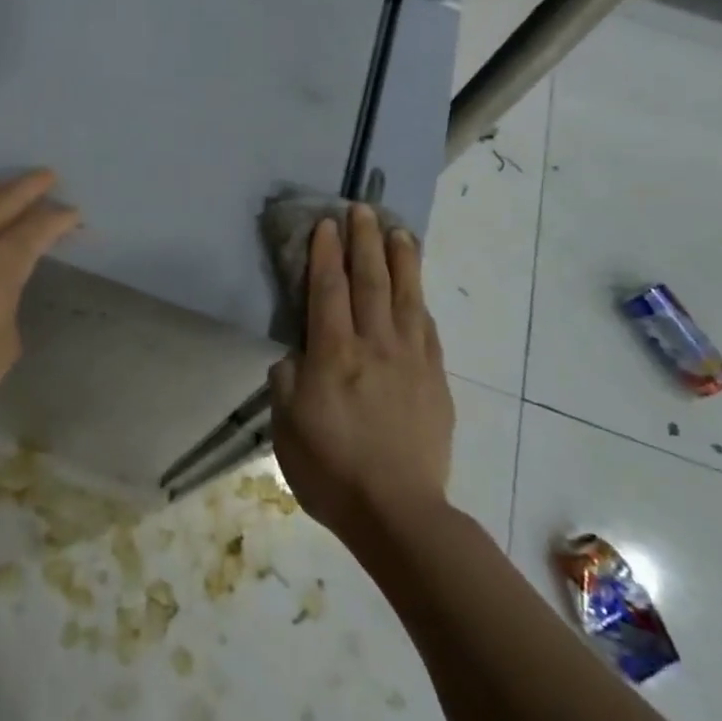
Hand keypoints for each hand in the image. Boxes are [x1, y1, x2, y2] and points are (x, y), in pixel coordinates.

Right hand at [269, 205, 454, 542]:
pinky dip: (419, 301)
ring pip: (406, 296)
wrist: (398, 511)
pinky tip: (417, 288)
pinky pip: (427, 329)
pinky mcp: (435, 380)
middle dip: (364, 241)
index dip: (325, 253)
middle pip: (370, 281)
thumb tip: (296, 355)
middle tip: (362, 209)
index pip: (328, 290)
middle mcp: (374, 346)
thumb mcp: (286, 428)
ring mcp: (411, 360)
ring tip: (398, 230)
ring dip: (401, 259)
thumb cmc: (331, 471)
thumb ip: (287, 381)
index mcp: (333, 355)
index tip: (326, 223)